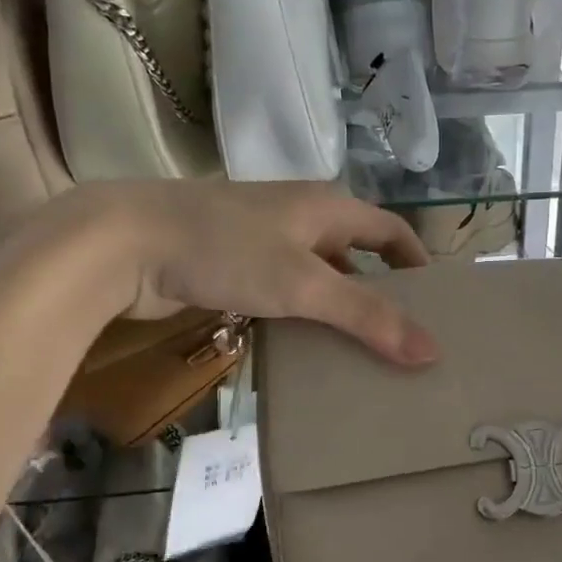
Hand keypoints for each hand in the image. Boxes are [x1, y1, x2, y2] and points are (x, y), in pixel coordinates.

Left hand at [36, 181, 439, 366]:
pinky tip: (305, 349)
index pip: (391, 231)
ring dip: (340, 310)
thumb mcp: (304, 284)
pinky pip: (286, 292)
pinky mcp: (234, 265)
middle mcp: (301, 217)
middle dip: (382, 294)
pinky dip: (303, 317)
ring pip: (319, 277)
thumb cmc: (225, 250)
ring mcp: (264, 240)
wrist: (124, 243)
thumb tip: (432, 351)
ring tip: (360, 354)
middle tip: (401, 340)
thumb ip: (367, 316)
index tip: (436, 304)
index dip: (418, 263)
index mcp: (327, 207)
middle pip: (357, 256)